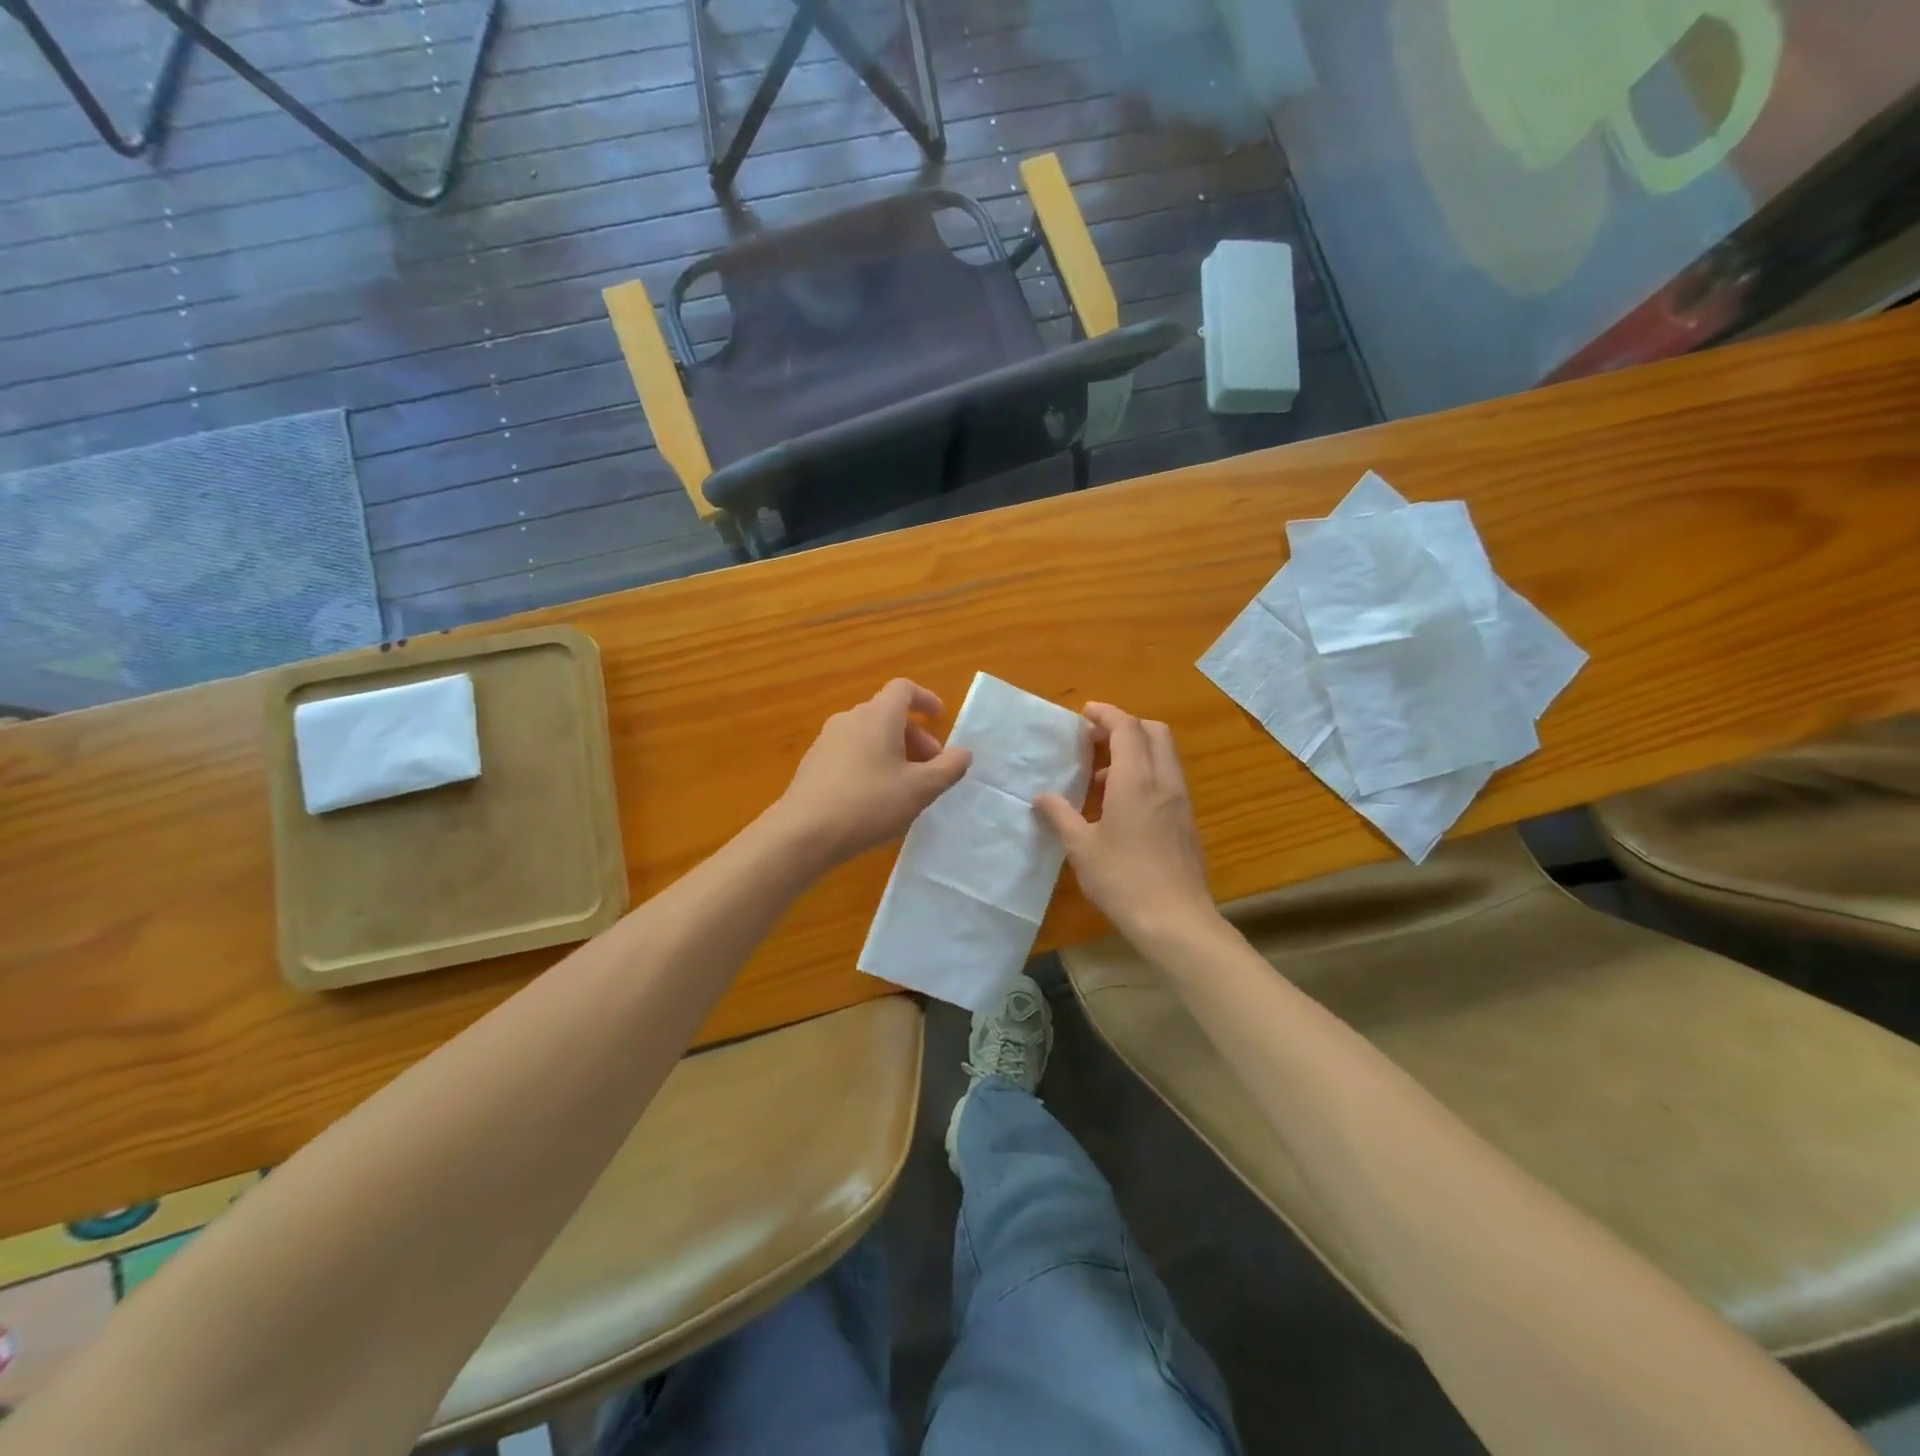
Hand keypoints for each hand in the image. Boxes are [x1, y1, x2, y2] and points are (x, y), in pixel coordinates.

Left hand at [772, 679, 971, 868]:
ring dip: (893, 752)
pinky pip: (851, 753)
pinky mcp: (813, 764)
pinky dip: (870, 763)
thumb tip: (963, 753)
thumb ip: (947, 768)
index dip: (925, 699)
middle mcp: (849, 720)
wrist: (804, 833)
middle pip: (887, 714)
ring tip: (905, 786)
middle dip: (914, 736)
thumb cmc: (869, 804)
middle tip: (930, 767)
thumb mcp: (920, 789)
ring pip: (868, 735)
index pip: (903, 689)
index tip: (940, 718)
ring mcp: (827, 741)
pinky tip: (875, 798)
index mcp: (877, 717)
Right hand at [1035, 704, 1218, 951]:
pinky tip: (1122, 805)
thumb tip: (1042, 797)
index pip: (1126, 727)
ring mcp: (1180, 800)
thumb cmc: (1123, 879)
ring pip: (1164, 755)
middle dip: (1125, 726)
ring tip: (1101, 777)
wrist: (1176, 920)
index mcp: (1136, 779)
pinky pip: (1167, 778)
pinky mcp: (1187, 820)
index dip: (1106, 714)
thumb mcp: (1081, 848)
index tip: (1085, 713)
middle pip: (1153, 732)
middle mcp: (1163, 780)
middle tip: (1095, 740)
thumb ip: (1060, 816)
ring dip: (1136, 751)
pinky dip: (1146, 773)